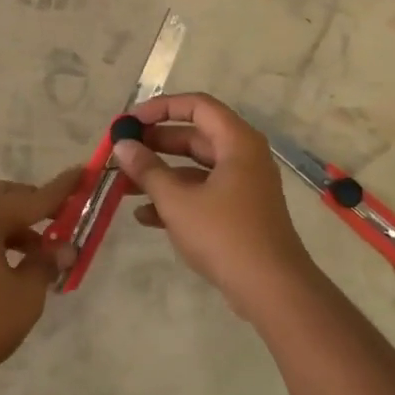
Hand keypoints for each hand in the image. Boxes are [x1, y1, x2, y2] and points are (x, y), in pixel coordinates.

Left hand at [0, 169, 80, 375]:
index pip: (31, 199)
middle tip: (60, 220)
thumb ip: (46, 264)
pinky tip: (13, 268)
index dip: (61, 190)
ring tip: (40, 253)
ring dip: (16, 227)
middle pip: (3, 198)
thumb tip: (63, 249)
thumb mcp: (25, 294)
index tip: (82, 173)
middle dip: (33, 205)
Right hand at [112, 93, 320, 322]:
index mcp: (236, 142)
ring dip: (160, 174)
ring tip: (123, 185)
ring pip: (195, 168)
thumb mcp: (177, 200)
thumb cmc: (224, 235)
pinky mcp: (239, 212)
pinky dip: (176, 199)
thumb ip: (147, 170)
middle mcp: (243, 156)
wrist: (271, 289)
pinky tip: (144, 216)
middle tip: (123, 152)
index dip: (160, 108)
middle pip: (194, 136)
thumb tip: (122, 145)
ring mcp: (243, 186)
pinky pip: (203, 193)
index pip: (196, 106)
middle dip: (156, 144)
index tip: (130, 122)